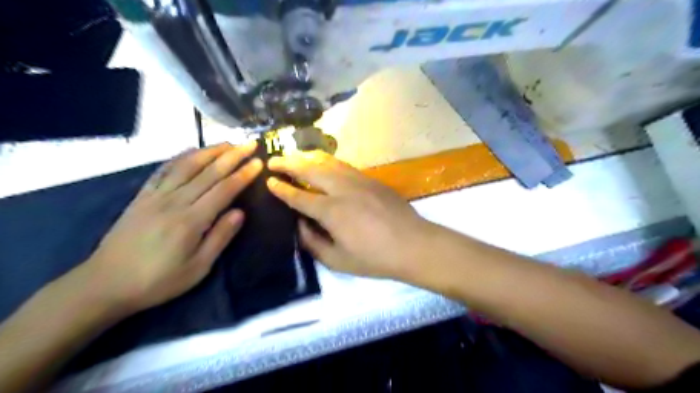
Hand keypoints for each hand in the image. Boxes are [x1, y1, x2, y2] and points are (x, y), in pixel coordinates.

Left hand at [78, 142, 263, 315]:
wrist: (105, 284)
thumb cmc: (158, 280)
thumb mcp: (198, 268)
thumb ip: (220, 237)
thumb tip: (240, 212)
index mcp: (191, 220)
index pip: (224, 190)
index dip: (243, 174)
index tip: (258, 162)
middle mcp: (174, 201)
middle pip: (208, 172)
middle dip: (232, 156)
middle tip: (249, 143)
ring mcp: (156, 196)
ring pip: (187, 166)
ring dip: (209, 151)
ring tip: (227, 143)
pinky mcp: (142, 196)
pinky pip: (163, 170)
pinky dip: (180, 157)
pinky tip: (191, 151)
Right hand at [269, 151, 432, 279]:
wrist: (413, 244)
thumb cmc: (375, 258)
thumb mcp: (338, 260)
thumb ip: (313, 242)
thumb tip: (299, 225)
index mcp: (331, 211)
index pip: (299, 196)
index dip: (282, 189)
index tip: (268, 181)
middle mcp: (342, 189)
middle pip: (310, 169)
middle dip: (288, 163)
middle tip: (273, 160)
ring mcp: (358, 180)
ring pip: (327, 161)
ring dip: (307, 157)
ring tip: (294, 156)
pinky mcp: (371, 178)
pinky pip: (343, 165)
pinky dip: (327, 161)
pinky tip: (322, 164)